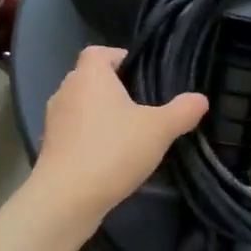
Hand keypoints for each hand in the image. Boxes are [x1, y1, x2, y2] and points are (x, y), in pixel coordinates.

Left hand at [28, 46, 207, 232]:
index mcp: (90, 76)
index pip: (99, 52)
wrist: (66, 198)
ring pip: (81, 106)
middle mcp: (66, 90)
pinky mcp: (50, 147)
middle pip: (90, 78)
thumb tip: (201, 99)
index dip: (119, 57)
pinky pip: (74, 132)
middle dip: (113, 88)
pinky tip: (110, 156)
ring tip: (128, 131)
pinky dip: (90, 137)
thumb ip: (183, 111)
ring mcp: (54, 120)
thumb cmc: (113, 150)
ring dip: (100, 114)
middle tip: (142, 104)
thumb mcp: (159, 129)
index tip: (141, 74)